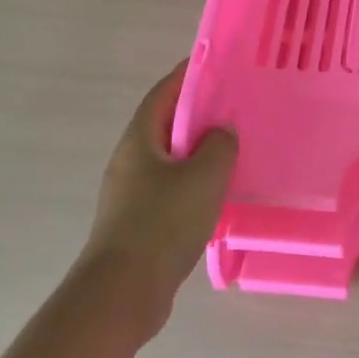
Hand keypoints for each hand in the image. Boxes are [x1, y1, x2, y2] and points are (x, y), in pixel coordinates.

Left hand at [77, 62, 236, 341]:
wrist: (123, 293)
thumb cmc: (162, 223)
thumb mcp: (203, 176)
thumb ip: (220, 146)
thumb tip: (222, 132)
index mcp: (140, 139)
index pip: (164, 93)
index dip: (188, 75)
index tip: (216, 65)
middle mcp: (130, 160)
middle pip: (166, 125)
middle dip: (198, 114)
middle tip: (235, 108)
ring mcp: (131, 194)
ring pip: (170, 160)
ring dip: (198, 152)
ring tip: (234, 150)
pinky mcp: (138, 223)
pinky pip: (171, 190)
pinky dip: (194, 184)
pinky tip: (219, 195)